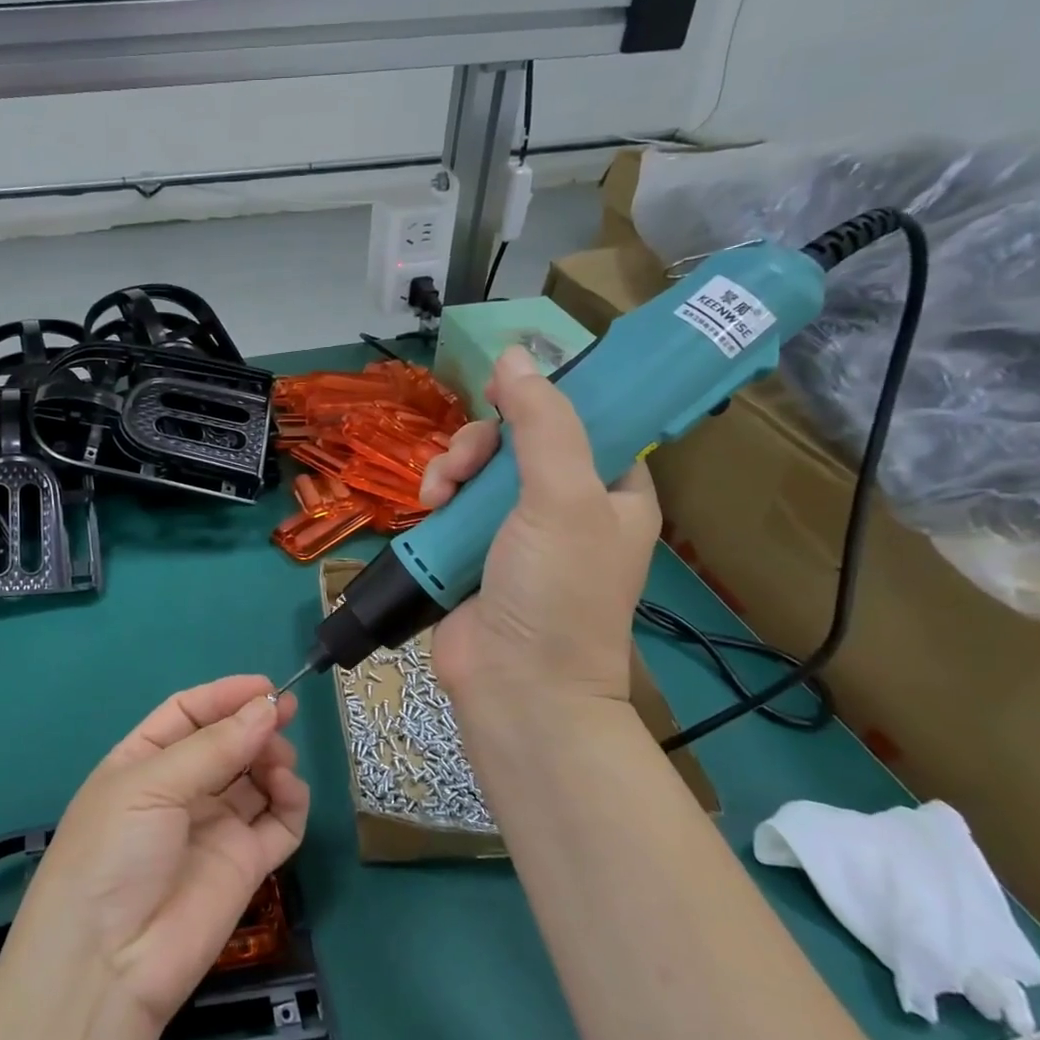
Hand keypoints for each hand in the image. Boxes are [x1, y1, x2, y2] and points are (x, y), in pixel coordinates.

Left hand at [6, 676, 309, 1031]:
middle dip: (255, 724)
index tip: (266, 686)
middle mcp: (180, 790)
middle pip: (227, 742)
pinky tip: (287, 791)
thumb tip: (268, 707)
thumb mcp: (151, 785)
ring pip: (256, 777)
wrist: (108, 966)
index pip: (189, 713)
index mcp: (144, 761)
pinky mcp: (245, 865)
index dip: (225, 696)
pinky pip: (279, 822)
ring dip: (272, 759)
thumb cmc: (113, 853)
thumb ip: (215, 746)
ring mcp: (214, 827)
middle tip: (285, 715)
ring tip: (278, 761)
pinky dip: (291, 801)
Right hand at [419, 346, 660, 711]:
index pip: (586, 421)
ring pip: (479, 468)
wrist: (515, 686)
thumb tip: (515, 354)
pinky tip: (427, 505)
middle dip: (484, 442)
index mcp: (611, 489)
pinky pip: (453, 501)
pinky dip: (438, 496)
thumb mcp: (562, 497)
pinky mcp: (472, 550)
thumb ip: (542, 423)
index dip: (546, 398)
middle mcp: (566, 505)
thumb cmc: (556, 591)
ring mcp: (515, 530)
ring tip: (439, 491)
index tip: (503, 390)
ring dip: (454, 467)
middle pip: (519, 439)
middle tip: (468, 462)